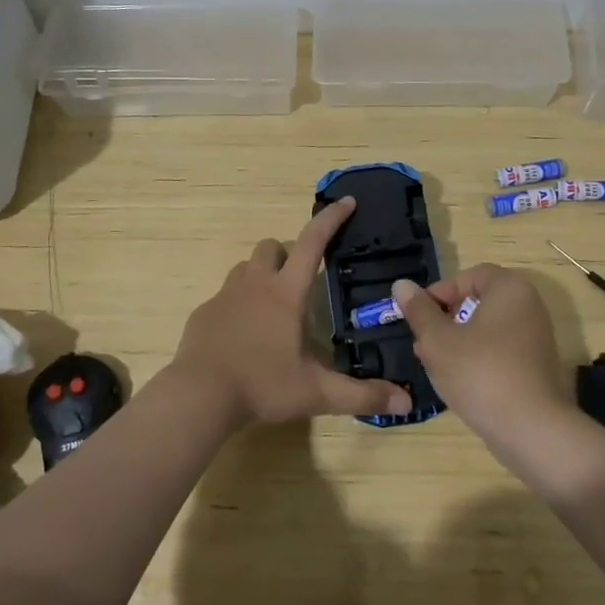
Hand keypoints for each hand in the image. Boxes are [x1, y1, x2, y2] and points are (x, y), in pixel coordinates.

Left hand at [172, 196, 412, 424]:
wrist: (199, 396)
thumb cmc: (262, 385)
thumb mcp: (317, 393)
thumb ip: (361, 395)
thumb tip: (406, 402)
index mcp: (287, 292)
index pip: (313, 242)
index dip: (331, 219)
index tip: (347, 202)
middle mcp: (256, 284)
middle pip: (272, 246)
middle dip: (289, 253)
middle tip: (302, 281)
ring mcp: (225, 296)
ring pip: (246, 268)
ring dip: (262, 275)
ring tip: (274, 308)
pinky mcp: (204, 313)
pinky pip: (225, 296)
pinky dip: (239, 305)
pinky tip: (244, 335)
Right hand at [390, 265, 570, 446]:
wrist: (531, 430)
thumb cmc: (480, 373)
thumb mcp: (438, 340)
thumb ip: (419, 310)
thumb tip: (401, 284)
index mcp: (509, 288)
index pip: (468, 276)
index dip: (439, 292)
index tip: (419, 317)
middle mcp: (528, 306)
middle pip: (477, 303)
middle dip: (445, 320)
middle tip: (422, 343)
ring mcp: (536, 337)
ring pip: (486, 329)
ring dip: (457, 341)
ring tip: (432, 364)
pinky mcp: (536, 366)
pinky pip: (500, 351)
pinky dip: (477, 358)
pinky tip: (457, 381)